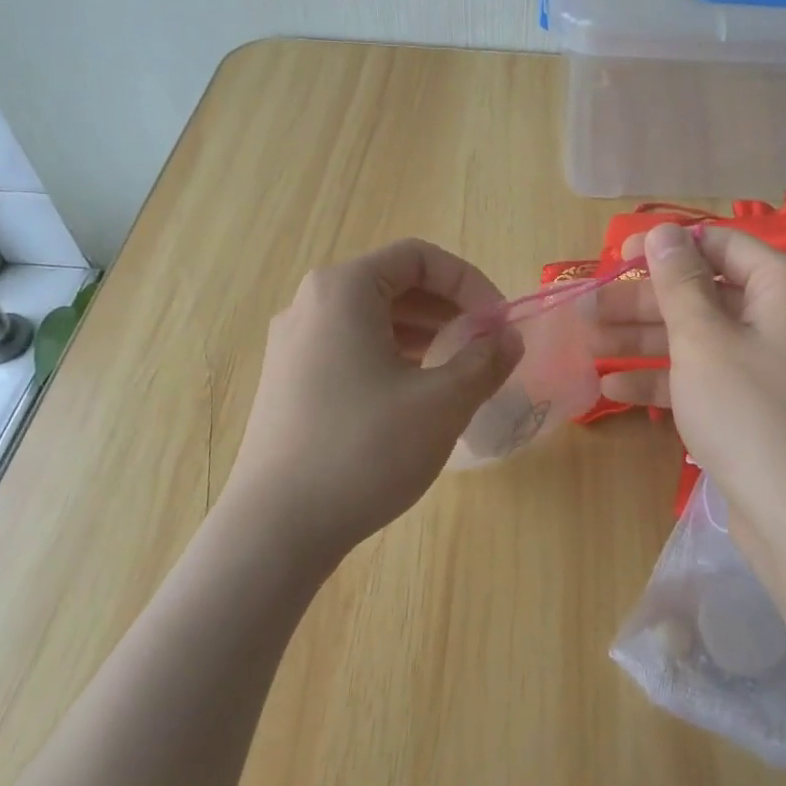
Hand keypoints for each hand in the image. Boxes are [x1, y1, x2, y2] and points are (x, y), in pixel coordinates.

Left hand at [220, 238, 521, 565]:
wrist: (276, 528)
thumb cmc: (364, 450)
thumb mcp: (442, 403)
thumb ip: (486, 361)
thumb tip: (509, 339)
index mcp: (344, 290)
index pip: (420, 257)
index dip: (470, 282)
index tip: (498, 323)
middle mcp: (311, 304)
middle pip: (394, 284)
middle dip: (449, 308)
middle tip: (485, 346)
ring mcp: (294, 344)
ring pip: (373, 318)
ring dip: (424, 333)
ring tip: (458, 370)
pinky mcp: (289, 381)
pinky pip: (351, 347)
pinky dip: (393, 356)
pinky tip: (416, 395)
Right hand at [599, 223, 785, 566]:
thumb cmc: (750, 412)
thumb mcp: (703, 339)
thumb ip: (678, 282)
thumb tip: (663, 231)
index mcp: (785, 285)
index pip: (720, 245)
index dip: (666, 247)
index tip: (616, 256)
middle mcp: (783, 316)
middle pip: (703, 293)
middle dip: (644, 302)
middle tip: (588, 309)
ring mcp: (769, 363)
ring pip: (699, 336)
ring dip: (644, 341)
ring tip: (587, 343)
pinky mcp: (754, 404)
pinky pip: (705, 376)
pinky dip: (664, 380)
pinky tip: (612, 389)